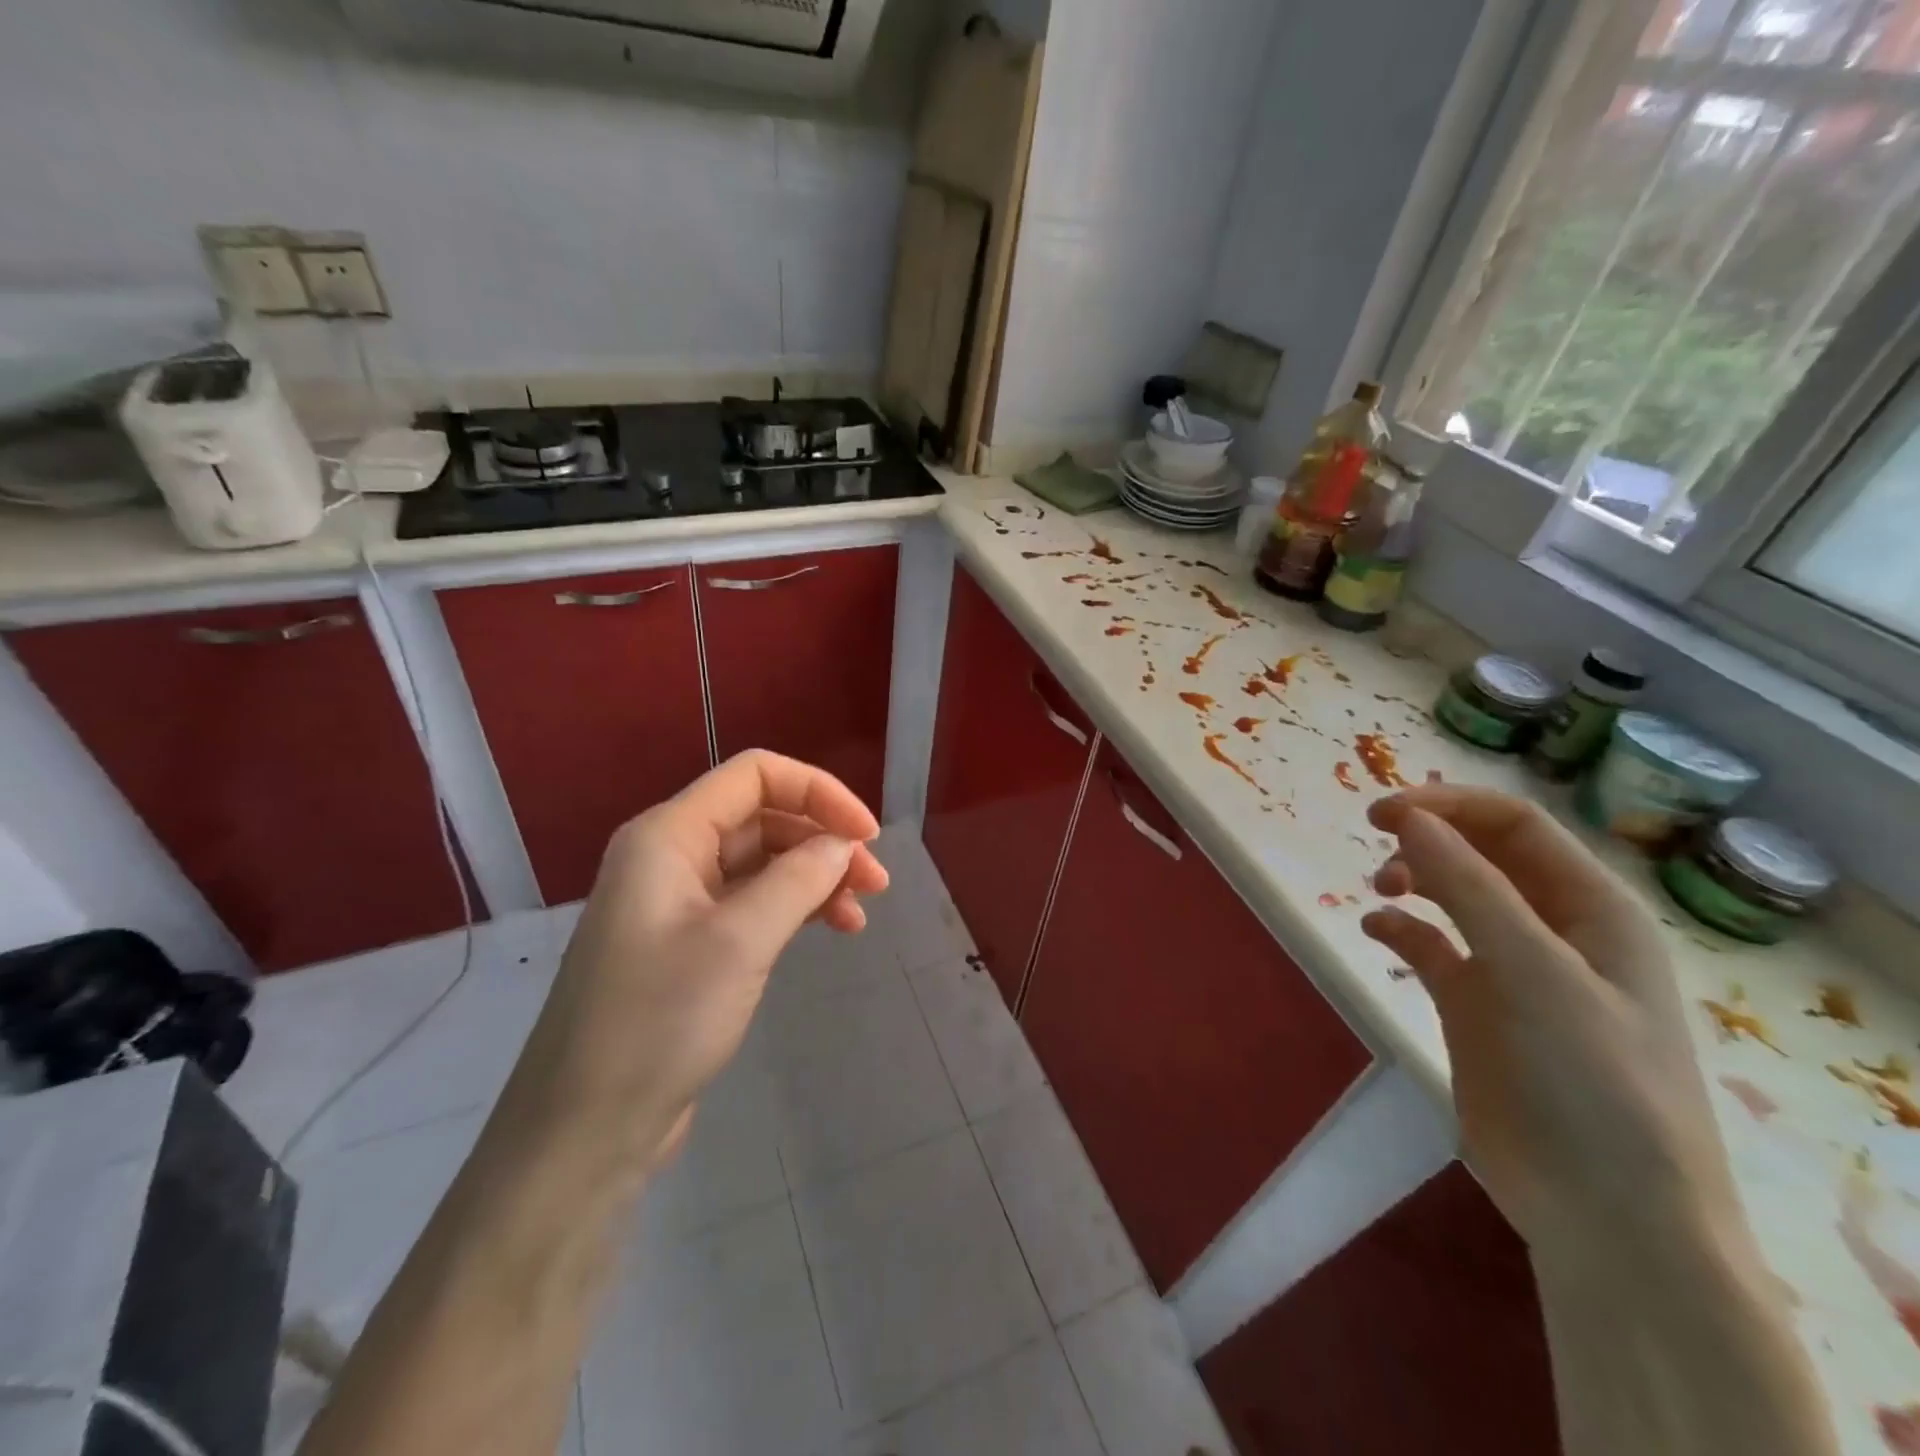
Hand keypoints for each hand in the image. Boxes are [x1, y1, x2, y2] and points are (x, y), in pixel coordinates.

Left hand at [501, 750, 886, 1174]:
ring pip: (763, 861)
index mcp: (669, 835)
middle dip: (823, 839)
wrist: (585, 1130)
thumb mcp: (740, 942)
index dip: (818, 792)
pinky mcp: (691, 943)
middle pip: (763, 816)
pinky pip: (753, 901)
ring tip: (860, 912)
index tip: (866, 835)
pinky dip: (796, 907)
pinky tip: (831, 928)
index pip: (755, 775)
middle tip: (875, 882)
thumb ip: (799, 879)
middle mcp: (671, 855)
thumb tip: (843, 844)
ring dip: (816, 875)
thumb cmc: (659, 1022)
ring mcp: (679, 901)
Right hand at [1362, 785, 1744, 1274]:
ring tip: (1381, 889)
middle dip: (1429, 837)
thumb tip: (1408, 818)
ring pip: (1455, 894)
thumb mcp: (1535, 973)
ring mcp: (1513, 970)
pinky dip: (1401, 928)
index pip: (1514, 825)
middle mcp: (1553, 929)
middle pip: (1483, 853)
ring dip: (1414, 878)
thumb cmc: (1590, 1081)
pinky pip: (1432, 946)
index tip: (1380, 814)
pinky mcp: (1476, 1008)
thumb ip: (1470, 889)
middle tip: (1376, 844)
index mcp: (1592, 909)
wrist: (1606, 1214)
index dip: (1449, 806)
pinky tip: (1376, 929)